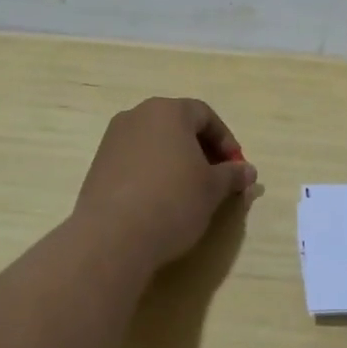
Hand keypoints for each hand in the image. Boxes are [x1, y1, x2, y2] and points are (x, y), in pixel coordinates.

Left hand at [73, 97, 257, 270]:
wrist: (113, 236)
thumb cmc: (173, 200)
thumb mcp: (213, 189)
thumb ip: (232, 175)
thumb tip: (248, 171)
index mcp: (168, 111)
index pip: (205, 115)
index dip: (226, 141)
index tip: (236, 167)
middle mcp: (137, 116)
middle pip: (178, 126)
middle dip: (201, 150)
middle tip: (216, 179)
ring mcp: (113, 140)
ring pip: (155, 144)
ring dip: (176, 162)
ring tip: (190, 192)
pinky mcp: (98, 166)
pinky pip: (135, 161)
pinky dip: (153, 173)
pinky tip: (161, 201)